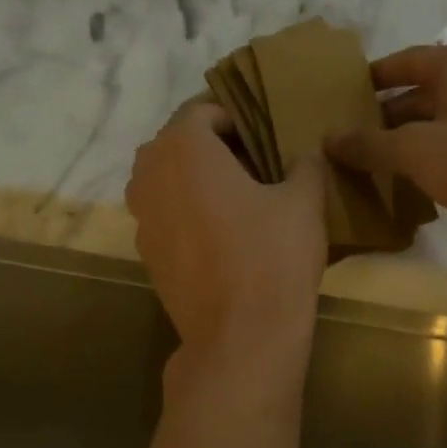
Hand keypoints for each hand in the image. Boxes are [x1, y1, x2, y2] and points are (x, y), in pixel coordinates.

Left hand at [126, 100, 327, 364]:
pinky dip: (188, 214)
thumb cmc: (272, 257)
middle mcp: (148, 174)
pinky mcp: (146, 254)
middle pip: (179, 144)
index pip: (203, 110)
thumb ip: (305, 164)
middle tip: (255, 164)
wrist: (240, 337)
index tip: (265, 135)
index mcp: (182, 147)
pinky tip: (223, 236)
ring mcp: (141, 218)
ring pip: (168, 181)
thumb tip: (305, 154)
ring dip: (198, 181)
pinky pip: (166, 216)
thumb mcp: (304, 201)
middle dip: (214, 147)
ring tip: (239, 200)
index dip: (236, 117)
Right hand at [325, 44, 446, 261]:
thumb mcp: (413, 149)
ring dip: (400, 145)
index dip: (372, 78)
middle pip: (417, 96)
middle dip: (381, 117)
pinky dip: (422, 164)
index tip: (340, 96)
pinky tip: (397, 185)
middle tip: (343, 139)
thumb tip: (328, 140)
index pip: (404, 62)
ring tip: (361, 164)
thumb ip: (369, 144)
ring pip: (431, 128)